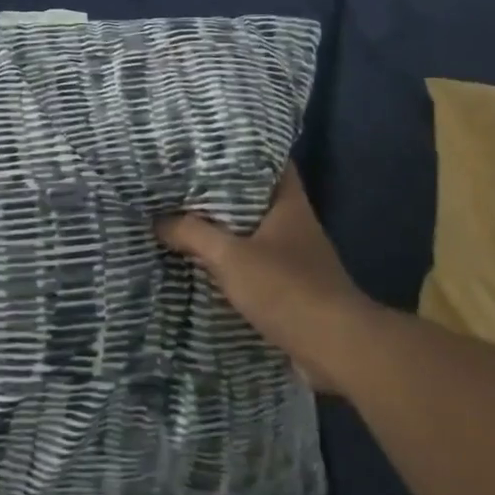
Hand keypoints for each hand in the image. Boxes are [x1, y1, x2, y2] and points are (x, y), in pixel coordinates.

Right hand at [156, 165, 371, 391]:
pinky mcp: (292, 287)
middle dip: (221, 191)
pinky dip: (232, 261)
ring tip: (184, 218)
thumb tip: (158, 220)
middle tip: (183, 182)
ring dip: (224, 229)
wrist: (336, 349)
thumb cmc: (287, 288)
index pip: (269, 160)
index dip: (241, 150)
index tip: (207, 145)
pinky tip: (204, 262)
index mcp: (288, 203)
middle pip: (255, 196)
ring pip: (253, 231)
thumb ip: (193, 234)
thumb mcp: (230, 257)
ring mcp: (296, 256)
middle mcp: (295, 223)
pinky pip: (255, 263)